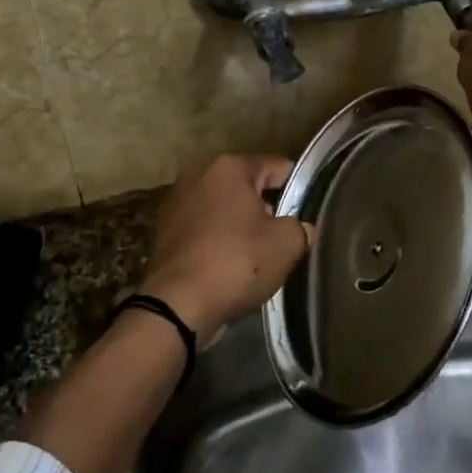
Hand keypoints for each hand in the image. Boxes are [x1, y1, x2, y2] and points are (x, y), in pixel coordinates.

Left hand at [136, 154, 315, 345]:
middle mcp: (198, 175)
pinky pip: (204, 231)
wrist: (178, 305)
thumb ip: (301, 227)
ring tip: (258, 256)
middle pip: (247, 187)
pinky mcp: (164, 233)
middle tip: (284, 237)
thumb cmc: (237, 261)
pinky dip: (218, 242)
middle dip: (267, 208)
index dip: (298, 189)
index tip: (307, 213)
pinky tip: (231, 266)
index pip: (277, 167)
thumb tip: (301, 229)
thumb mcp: (287, 243)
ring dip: (240, 226)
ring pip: (224, 210)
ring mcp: (177, 203)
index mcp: (229, 167)